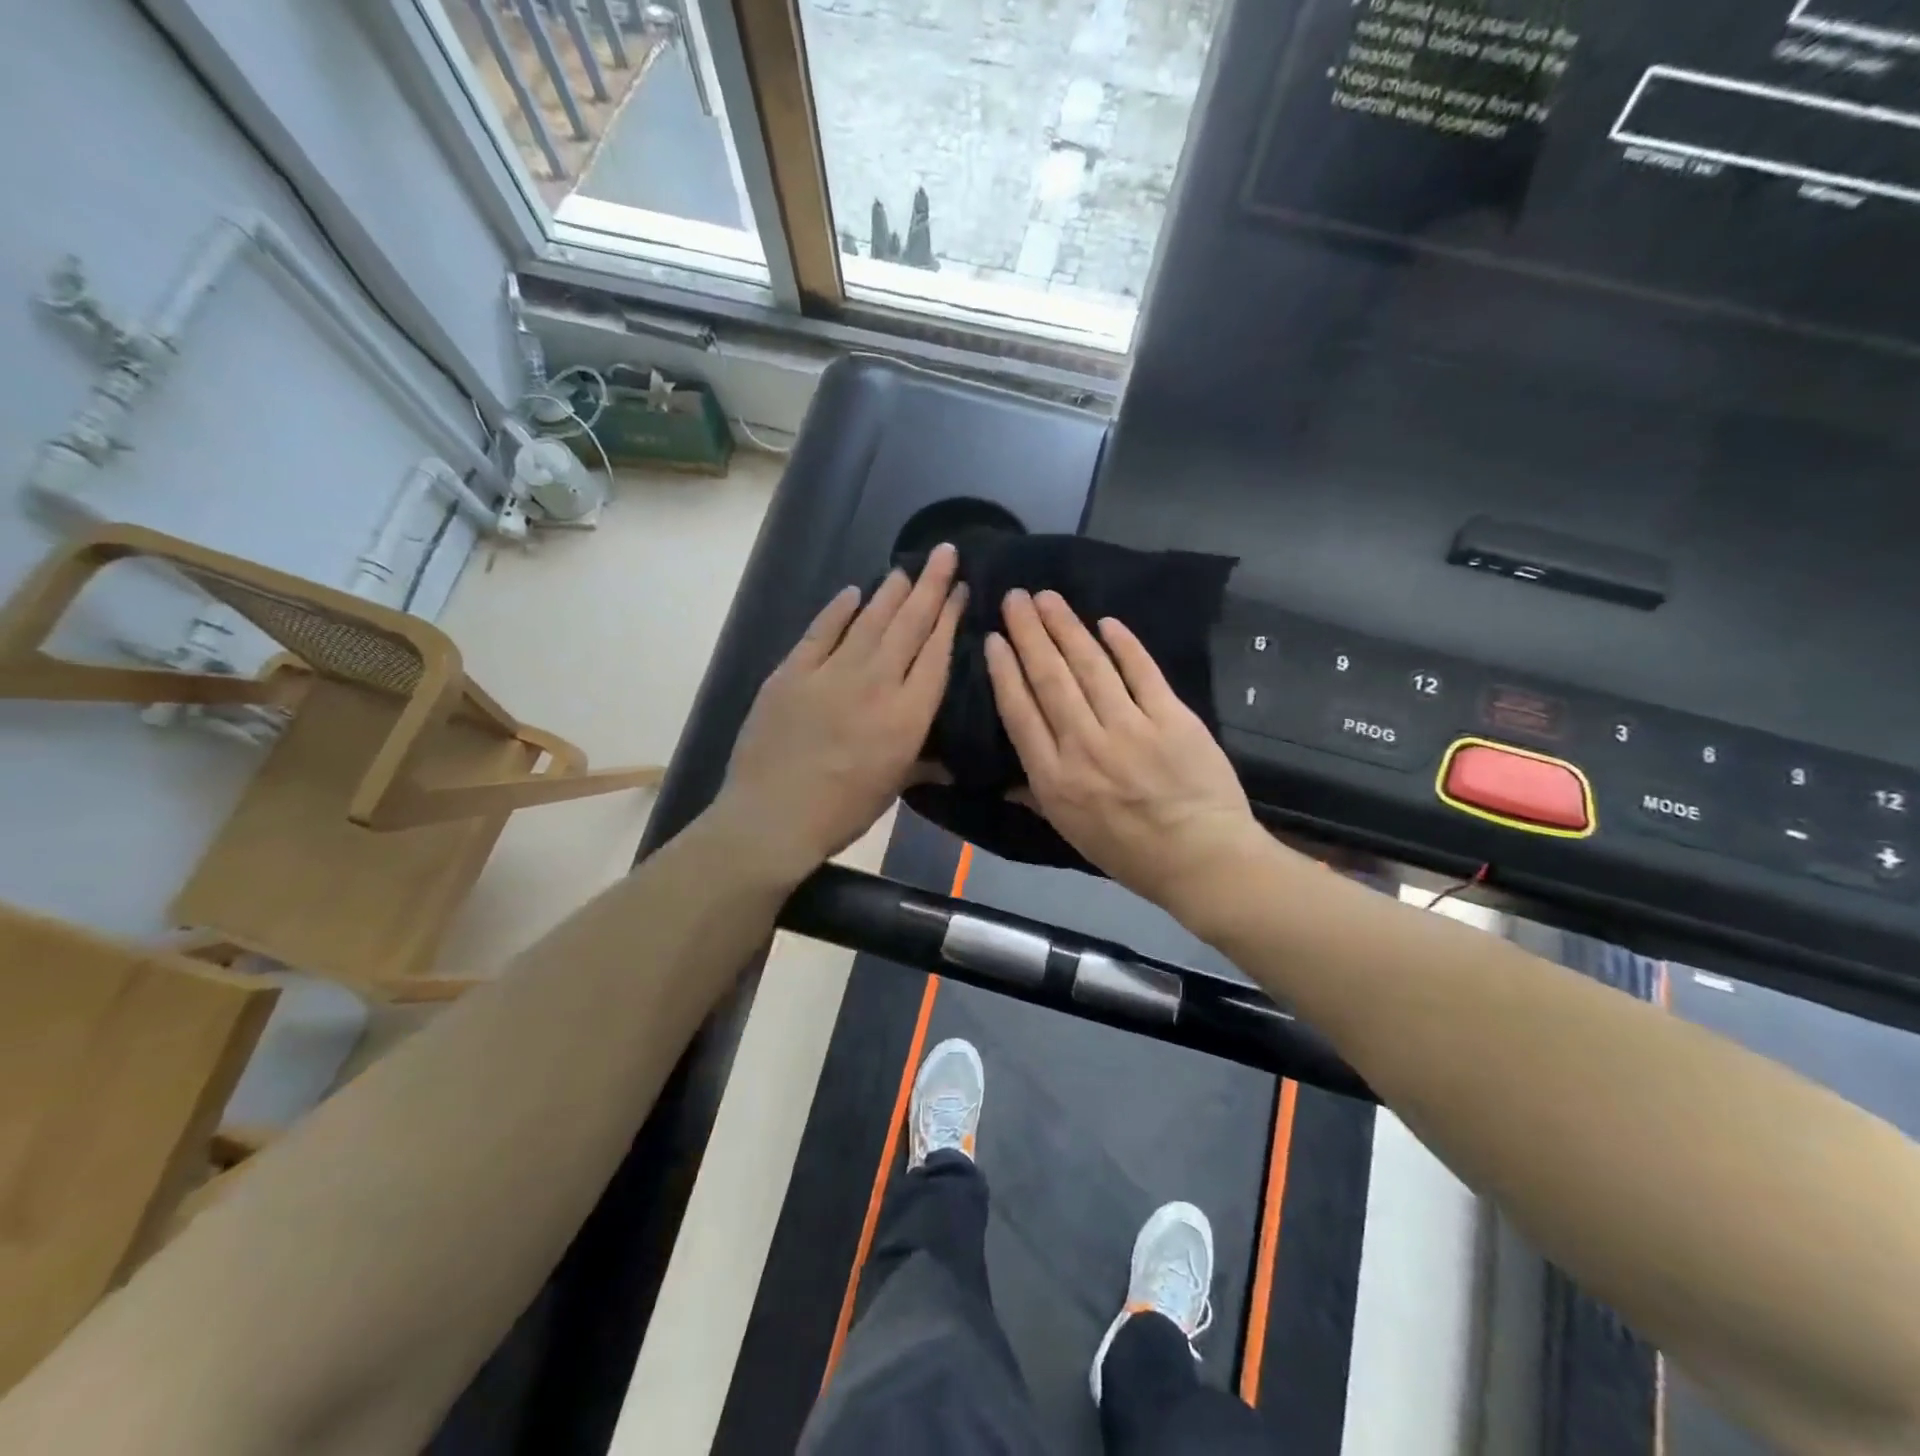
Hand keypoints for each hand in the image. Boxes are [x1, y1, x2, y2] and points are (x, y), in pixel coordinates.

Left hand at [713, 544, 965, 883]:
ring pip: (870, 620)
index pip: (936, 654)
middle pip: (909, 625)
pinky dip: (838, 610)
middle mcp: (876, 683)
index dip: (950, 617)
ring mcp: (831, 673)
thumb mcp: (894, 786)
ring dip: (891, 591)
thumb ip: (921, 759)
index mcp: (907, 716)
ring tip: (907, 568)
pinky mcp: (792, 672)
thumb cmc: (842, 811)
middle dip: (930, 585)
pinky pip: (820, 632)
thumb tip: (947, 757)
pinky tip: (852, 592)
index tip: (961, 590)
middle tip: (944, 553)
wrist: (772, 817)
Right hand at [984, 589, 1269, 916]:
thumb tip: (1004, 782)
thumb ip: (1038, 799)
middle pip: (1050, 679)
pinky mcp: (1171, 717)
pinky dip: (1123, 644)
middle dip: (1030, 634)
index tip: (995, 640)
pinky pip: (1142, 672)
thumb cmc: (1131, 853)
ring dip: (1066, 627)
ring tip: (1048, 598)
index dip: (1005, 672)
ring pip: (1090, 667)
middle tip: (1015, 598)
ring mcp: (1130, 728)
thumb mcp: (1072, 834)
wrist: (1201, 859)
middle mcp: (1084, 745)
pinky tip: (1106, 622)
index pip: (1020, 713)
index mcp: (1055, 778)